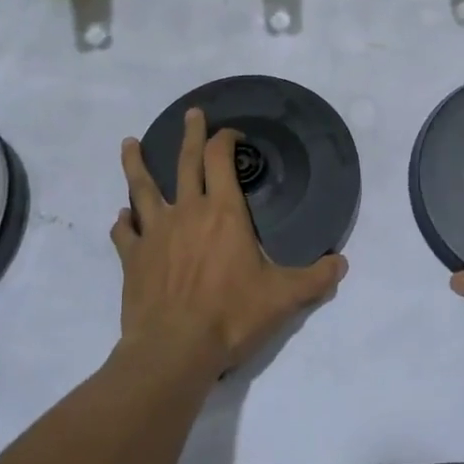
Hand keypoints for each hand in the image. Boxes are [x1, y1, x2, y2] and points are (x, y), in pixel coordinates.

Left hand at [112, 109, 346, 377]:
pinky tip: (121, 217)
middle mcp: (187, 212)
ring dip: (136, 164)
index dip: (226, 140)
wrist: (174, 350)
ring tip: (129, 144)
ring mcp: (155, 233)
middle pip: (185, 162)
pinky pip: (123, 232)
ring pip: (142, 188)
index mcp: (223, 213)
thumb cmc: (231, 316)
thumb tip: (342, 264)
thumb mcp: (284, 298)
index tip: (232, 133)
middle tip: (191, 114)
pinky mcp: (132, 258)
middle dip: (190, 135)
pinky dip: (123, 221)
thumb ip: (315, 278)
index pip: (222, 160)